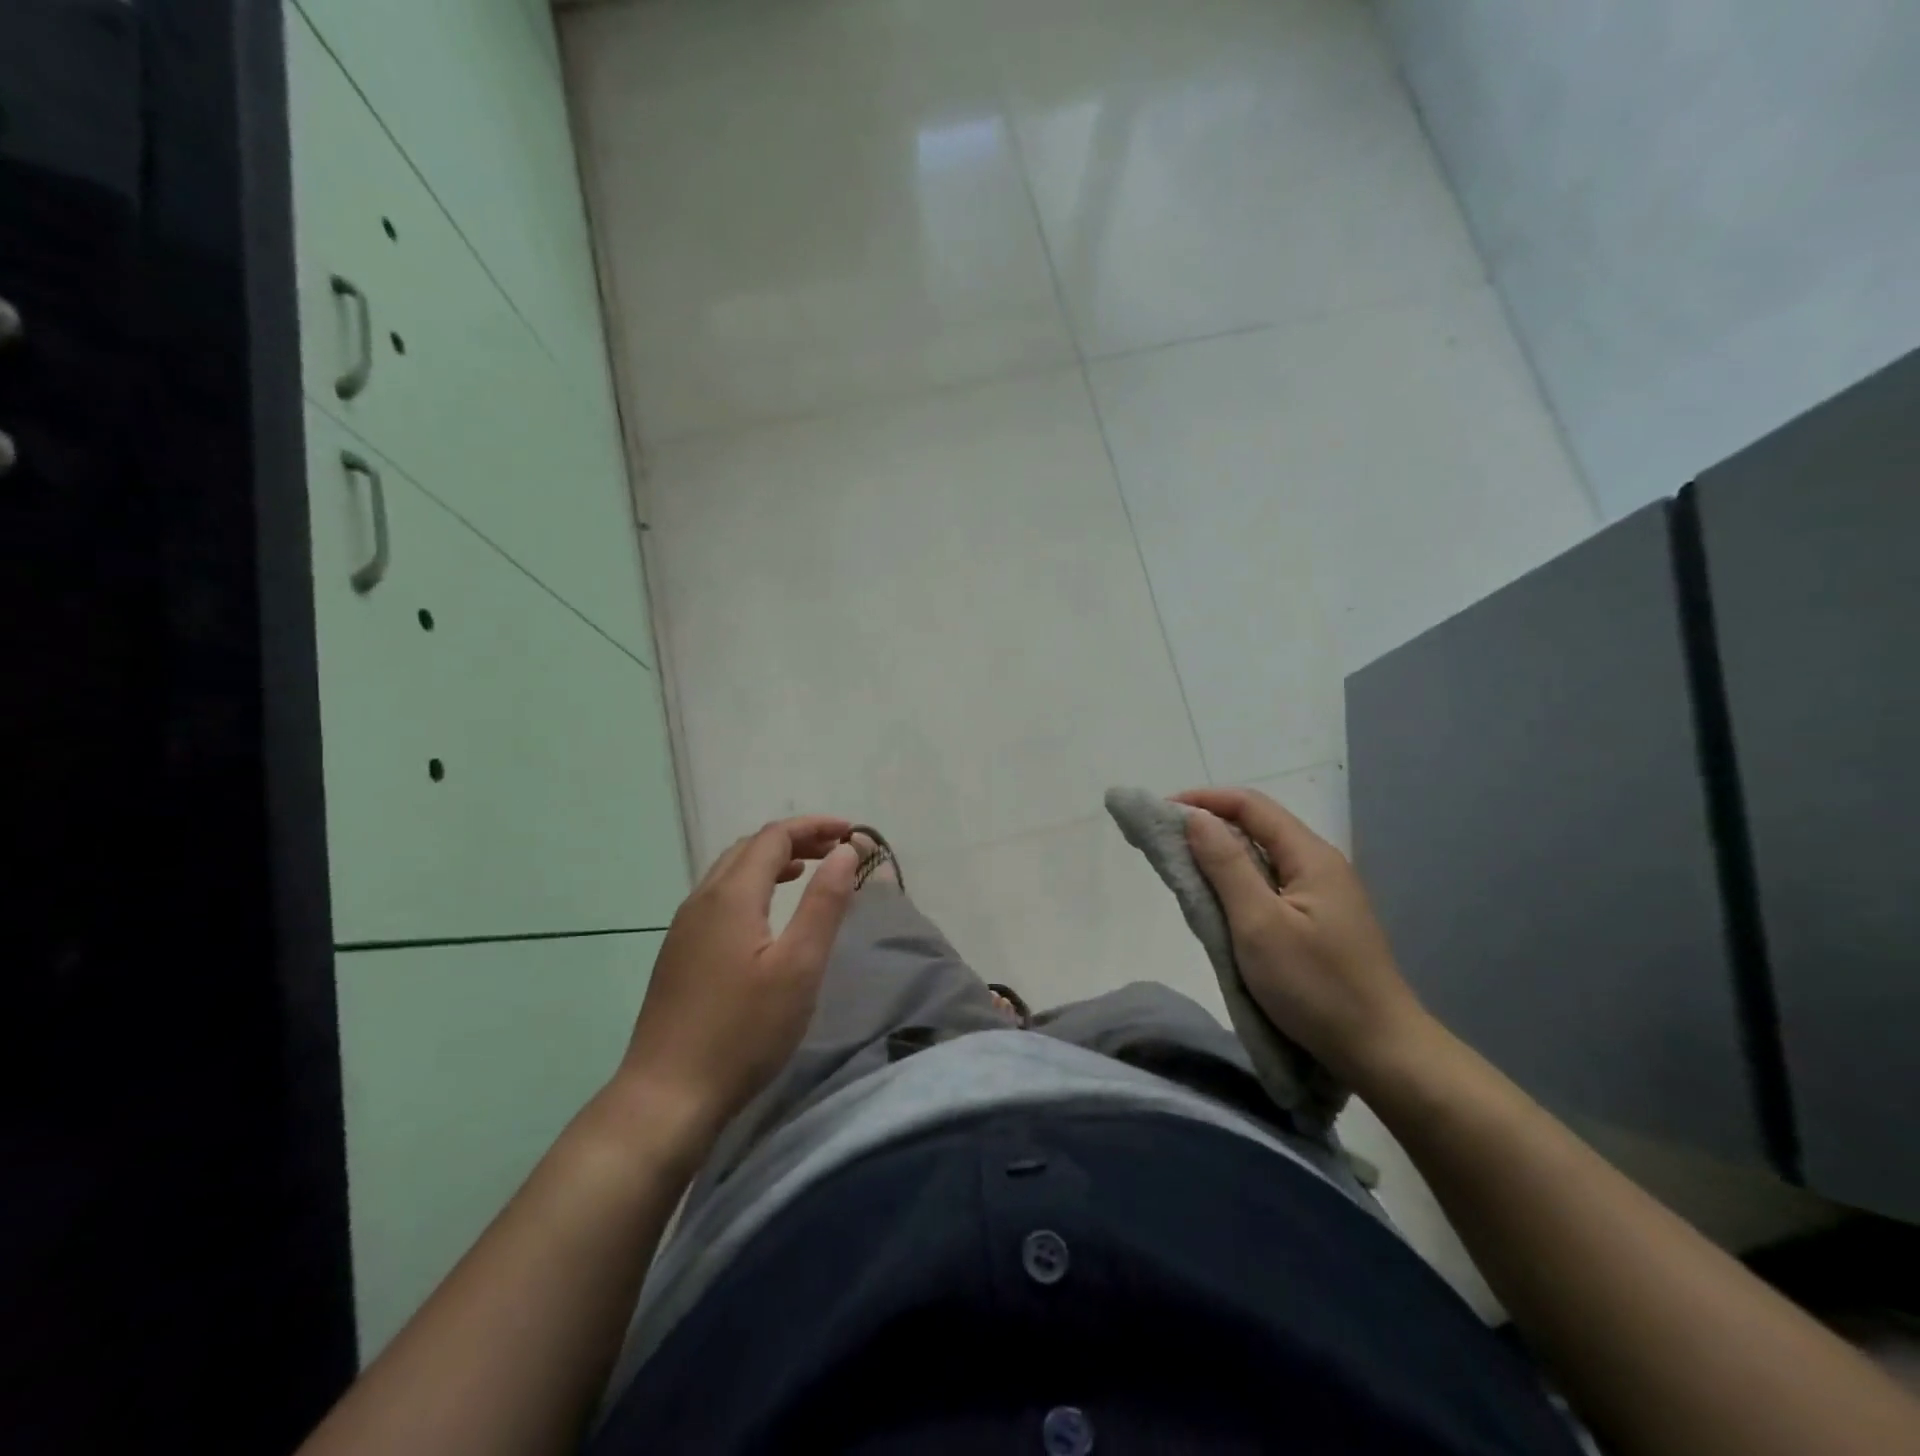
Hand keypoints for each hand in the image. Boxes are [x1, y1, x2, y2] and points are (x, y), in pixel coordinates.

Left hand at [618, 816, 858, 1147]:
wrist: (666, 1096)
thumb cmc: (743, 1031)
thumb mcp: (799, 966)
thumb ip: (824, 903)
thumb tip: (843, 852)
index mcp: (731, 895)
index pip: (774, 837)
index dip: (814, 827)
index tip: (851, 833)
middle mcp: (702, 899)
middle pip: (750, 847)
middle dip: (795, 839)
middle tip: (835, 851)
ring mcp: (684, 926)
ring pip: (731, 871)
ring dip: (772, 861)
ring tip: (808, 872)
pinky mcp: (679, 952)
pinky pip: (719, 897)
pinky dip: (752, 886)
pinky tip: (767, 916)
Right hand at [1174, 786, 1428, 1087]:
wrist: (1381, 1053)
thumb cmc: (1316, 986)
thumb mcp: (1260, 924)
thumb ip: (1226, 866)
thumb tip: (1196, 818)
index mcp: (1310, 856)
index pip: (1250, 805)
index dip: (1203, 800)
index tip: (1160, 813)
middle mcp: (1319, 865)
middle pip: (1257, 827)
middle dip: (1209, 826)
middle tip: (1165, 844)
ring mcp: (1322, 895)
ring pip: (1262, 858)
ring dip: (1221, 857)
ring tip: (1183, 871)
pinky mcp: (1318, 922)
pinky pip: (1269, 886)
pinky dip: (1237, 884)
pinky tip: (1219, 904)